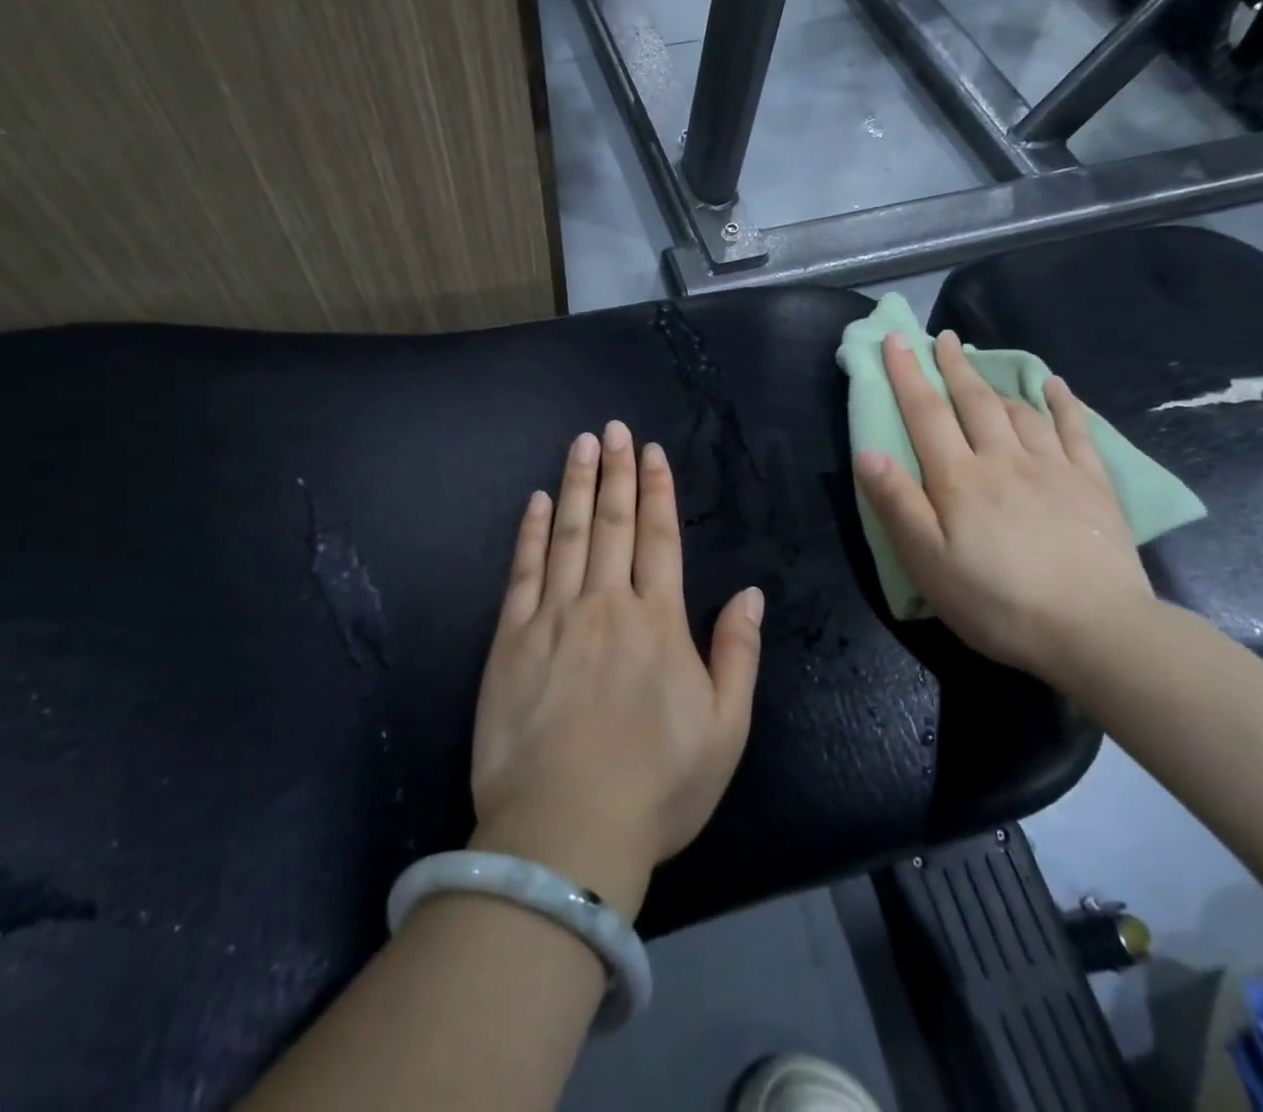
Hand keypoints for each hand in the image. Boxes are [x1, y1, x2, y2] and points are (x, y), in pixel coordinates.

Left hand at [469, 420, 763, 919]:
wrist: (564, 833)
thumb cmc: (656, 786)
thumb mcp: (725, 730)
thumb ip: (739, 654)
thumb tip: (752, 593)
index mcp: (658, 622)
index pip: (660, 538)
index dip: (657, 491)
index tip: (653, 453)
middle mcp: (606, 604)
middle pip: (613, 523)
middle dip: (617, 471)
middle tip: (615, 428)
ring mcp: (553, 618)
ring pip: (569, 535)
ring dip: (578, 485)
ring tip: (582, 444)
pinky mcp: (510, 639)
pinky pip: (523, 572)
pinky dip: (532, 532)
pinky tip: (538, 501)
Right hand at [853, 331, 1153, 676]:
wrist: (1094, 630)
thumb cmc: (997, 602)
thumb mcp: (928, 563)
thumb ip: (897, 504)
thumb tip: (869, 452)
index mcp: (959, 479)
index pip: (926, 414)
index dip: (908, 374)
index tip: (896, 340)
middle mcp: (1003, 460)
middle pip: (973, 401)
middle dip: (953, 366)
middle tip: (942, 338)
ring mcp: (1052, 468)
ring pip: (1019, 410)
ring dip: (996, 381)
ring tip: (982, 365)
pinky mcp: (1092, 485)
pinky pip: (1075, 430)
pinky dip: (1062, 403)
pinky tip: (1056, 386)